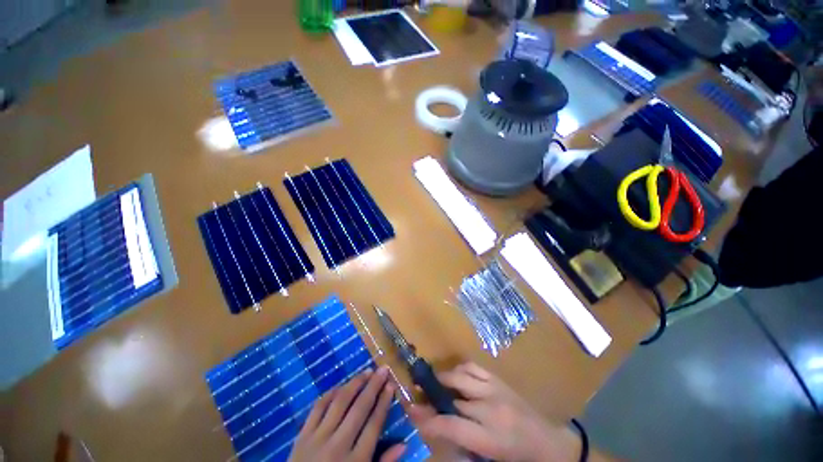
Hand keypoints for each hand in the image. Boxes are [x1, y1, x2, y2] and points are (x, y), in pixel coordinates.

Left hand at [289, 367, 405, 461]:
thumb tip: (404, 444)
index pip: (374, 425)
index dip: (384, 402)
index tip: (391, 384)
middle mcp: (337, 446)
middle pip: (359, 409)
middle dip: (373, 386)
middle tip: (383, 369)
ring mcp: (317, 439)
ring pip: (339, 403)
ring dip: (354, 384)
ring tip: (366, 372)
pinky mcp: (302, 436)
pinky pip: (318, 408)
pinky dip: (330, 394)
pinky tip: (341, 386)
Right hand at [409, 362, 581, 461]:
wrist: (548, 443)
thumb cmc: (516, 458)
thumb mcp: (487, 459)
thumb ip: (461, 444)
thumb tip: (436, 429)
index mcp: (490, 438)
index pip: (451, 426)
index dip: (428, 420)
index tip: (412, 413)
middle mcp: (490, 409)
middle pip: (452, 397)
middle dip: (431, 396)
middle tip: (419, 395)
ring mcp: (495, 389)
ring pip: (461, 376)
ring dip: (444, 379)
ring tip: (434, 383)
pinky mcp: (498, 380)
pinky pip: (473, 367)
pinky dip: (460, 370)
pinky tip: (455, 376)